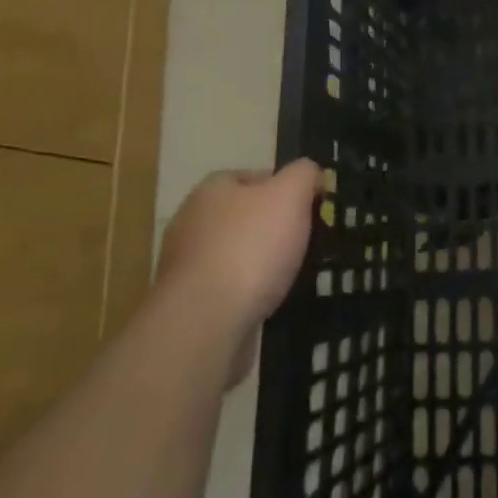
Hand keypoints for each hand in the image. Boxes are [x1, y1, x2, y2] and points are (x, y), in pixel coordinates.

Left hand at [155, 160, 321, 385]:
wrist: (205, 324)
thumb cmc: (250, 247)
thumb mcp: (290, 194)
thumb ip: (304, 174)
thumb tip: (310, 174)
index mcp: (212, 189)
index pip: (255, 177)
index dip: (286, 188)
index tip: (310, 208)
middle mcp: (192, 221)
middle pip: (245, 216)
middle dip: (274, 228)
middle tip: (305, 242)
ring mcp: (186, 266)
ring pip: (237, 254)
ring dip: (261, 263)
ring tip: (291, 276)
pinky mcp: (189, 305)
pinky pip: (228, 289)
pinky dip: (248, 294)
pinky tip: (268, 303)